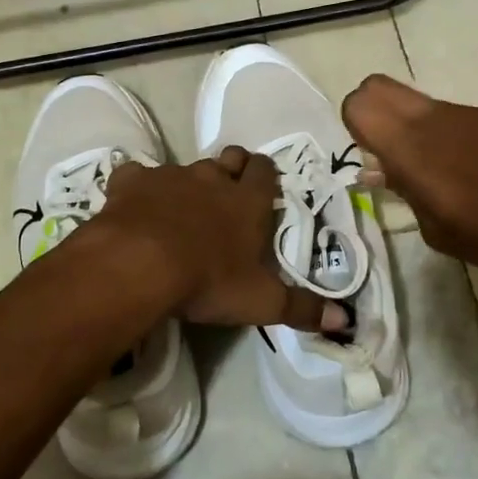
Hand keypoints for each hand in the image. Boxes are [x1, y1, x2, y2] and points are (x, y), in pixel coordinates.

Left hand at [96, 148, 348, 331]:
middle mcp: (212, 179)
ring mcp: (171, 176)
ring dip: (188, 182)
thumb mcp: (261, 302)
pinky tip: (135, 205)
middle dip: (232, 168)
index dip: (265, 175)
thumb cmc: (207, 281)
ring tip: (181, 208)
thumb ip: (302, 308)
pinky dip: (139, 188)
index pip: (264, 171)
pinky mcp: (132, 181)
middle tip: (229, 191)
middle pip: (229, 158)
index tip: (263, 185)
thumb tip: (345, 320)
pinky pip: (137, 175)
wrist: (138, 265)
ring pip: (186, 167)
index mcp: (248, 202)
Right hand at [342, 74, 477, 293]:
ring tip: (442, 182)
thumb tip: (379, 170)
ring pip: (419, 104)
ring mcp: (472, 114)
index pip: (360, 103)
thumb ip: (406, 194)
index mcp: (415, 148)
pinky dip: (448, 138)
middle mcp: (436, 119)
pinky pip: (454, 117)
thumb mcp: (442, 233)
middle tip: (390, 160)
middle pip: (379, 87)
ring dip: (413, 131)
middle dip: (372, 115)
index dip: (354, 127)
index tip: (372, 161)